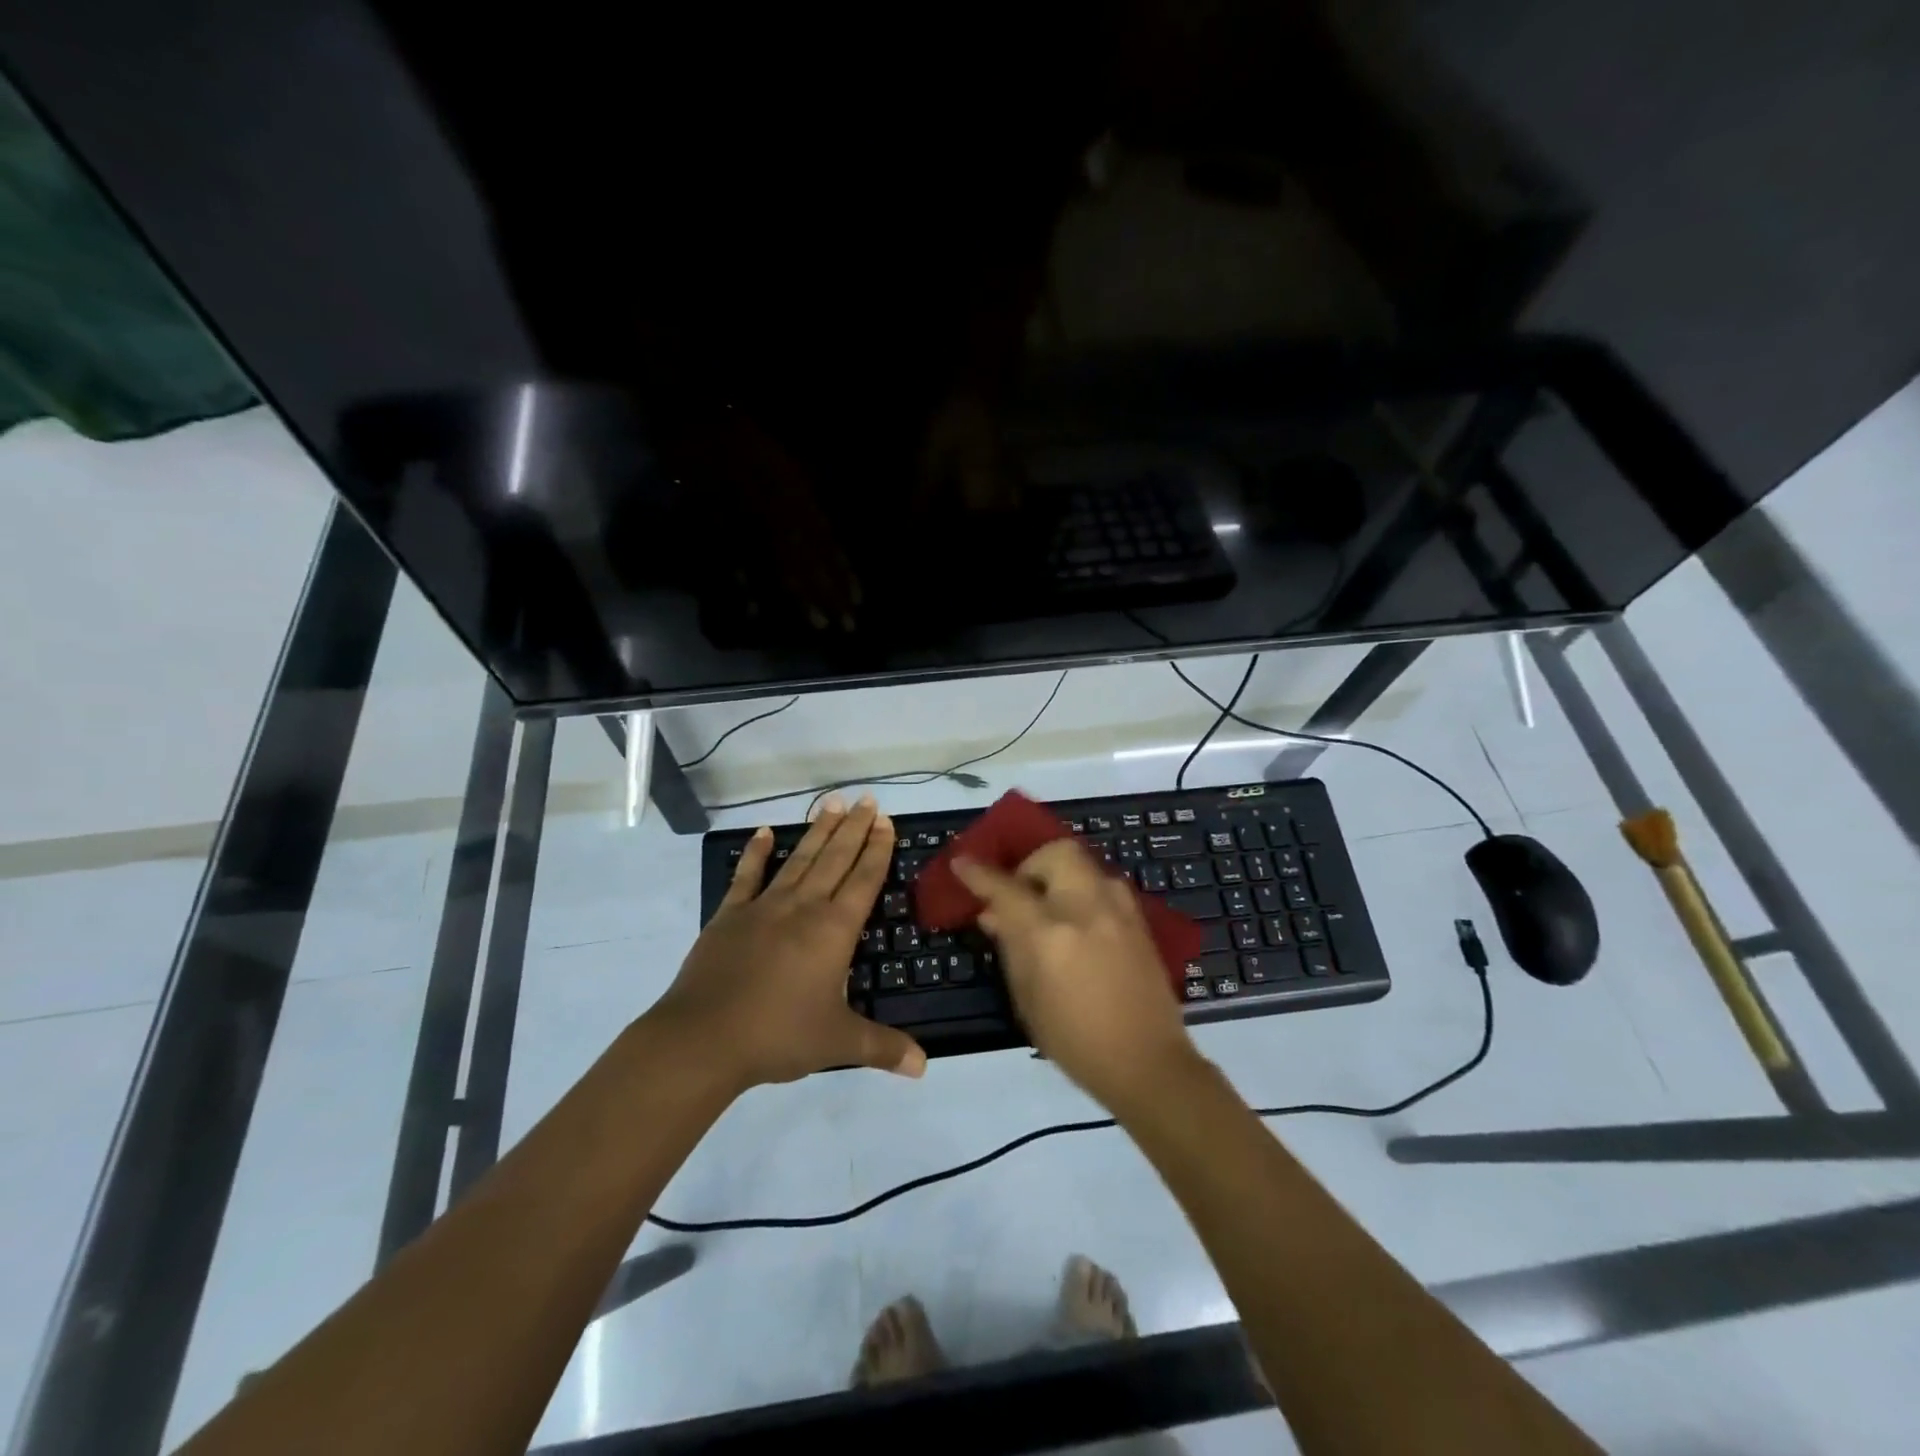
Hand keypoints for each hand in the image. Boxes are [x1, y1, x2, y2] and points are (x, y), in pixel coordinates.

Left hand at [649, 795, 925, 1090]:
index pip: (864, 879)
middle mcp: (804, 907)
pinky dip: (757, 853)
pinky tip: (765, 832)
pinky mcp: (730, 915)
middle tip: (866, 799)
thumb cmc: (778, 1036)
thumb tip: (925, 1067)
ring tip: (832, 803)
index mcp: (834, 930)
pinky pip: (747, 876)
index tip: (885, 821)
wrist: (704, 1039)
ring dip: (818, 831)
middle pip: (835, 858)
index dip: (877, 849)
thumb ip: (883, 1048)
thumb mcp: (838, 1042)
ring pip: (800, 860)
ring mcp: (764, 907)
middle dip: (854, 828)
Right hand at [954, 842, 1199, 1111]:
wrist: (1148, 1063)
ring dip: (1060, 875)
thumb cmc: (1075, 1041)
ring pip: (1083, 864)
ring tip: (1050, 906)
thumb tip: (994, 914)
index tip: (962, 862)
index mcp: (1049, 934)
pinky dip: (1083, 890)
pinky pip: (1104, 884)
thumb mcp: (1027, 1000)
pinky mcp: (1139, 919)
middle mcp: (1085, 909)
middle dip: (1031, 863)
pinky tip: (1078, 920)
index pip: (1006, 888)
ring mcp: (1118, 910)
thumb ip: (1011, 948)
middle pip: (1055, 854)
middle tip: (1021, 892)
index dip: (979, 873)